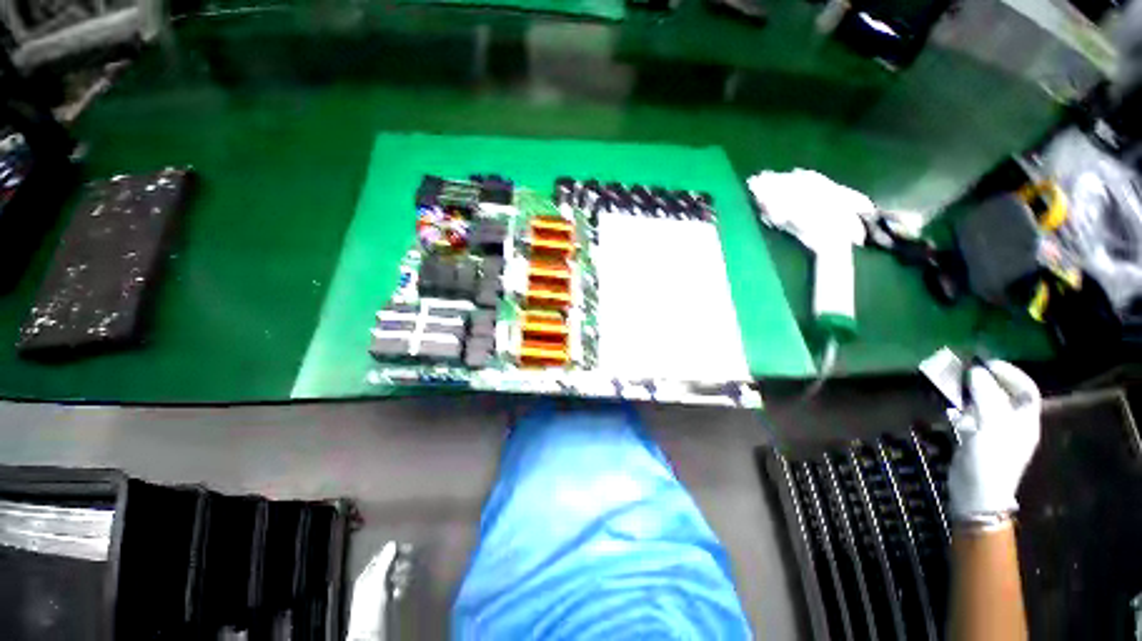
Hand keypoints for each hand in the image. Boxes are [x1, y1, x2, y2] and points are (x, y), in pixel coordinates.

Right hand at [948, 361, 1041, 521]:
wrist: (976, 495)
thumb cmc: (991, 460)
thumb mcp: (990, 426)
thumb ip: (985, 396)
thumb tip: (977, 371)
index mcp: (1025, 421)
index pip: (1025, 389)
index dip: (1010, 374)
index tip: (986, 364)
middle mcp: (1012, 424)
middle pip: (1003, 396)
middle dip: (986, 381)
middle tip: (965, 371)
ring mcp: (993, 433)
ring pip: (984, 406)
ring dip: (970, 394)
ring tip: (953, 385)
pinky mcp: (975, 440)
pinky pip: (970, 418)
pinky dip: (960, 409)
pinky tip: (949, 409)